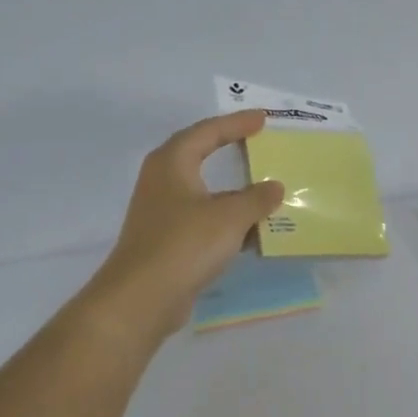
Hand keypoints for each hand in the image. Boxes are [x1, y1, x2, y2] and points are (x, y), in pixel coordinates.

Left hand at [80, 111, 284, 339]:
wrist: (143, 297)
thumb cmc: (184, 245)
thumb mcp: (229, 217)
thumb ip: (256, 199)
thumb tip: (274, 186)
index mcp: (172, 162)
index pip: (207, 131)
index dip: (236, 123)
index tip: (263, 119)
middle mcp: (163, 181)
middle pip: (201, 156)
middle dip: (230, 150)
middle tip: (259, 144)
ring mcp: (163, 213)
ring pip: (205, 193)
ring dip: (234, 192)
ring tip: (266, 191)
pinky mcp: (168, 241)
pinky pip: (205, 220)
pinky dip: (228, 221)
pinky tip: (253, 232)